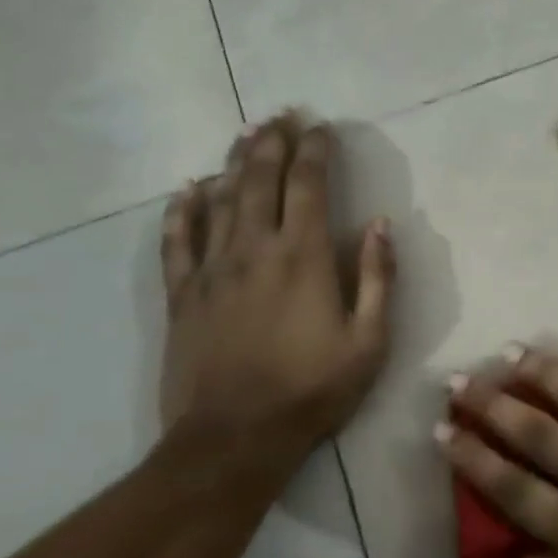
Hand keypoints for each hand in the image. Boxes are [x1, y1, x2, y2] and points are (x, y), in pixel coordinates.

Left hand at [160, 115, 393, 451]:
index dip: (314, 149)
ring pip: (220, 199)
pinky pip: (177, 241)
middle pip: (259, 178)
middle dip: (273, 141)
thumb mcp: (368, 341)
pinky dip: (182, 210)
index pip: (307, 183)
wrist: (232, 442)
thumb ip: (377, 277)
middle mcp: (254, 248)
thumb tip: (380, 224)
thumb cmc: (311, 390)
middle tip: (281, 115)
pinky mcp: (182, 295)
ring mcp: (212, 270)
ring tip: (246, 134)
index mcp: (302, 255)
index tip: (321, 127)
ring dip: (235, 161)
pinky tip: (188, 188)